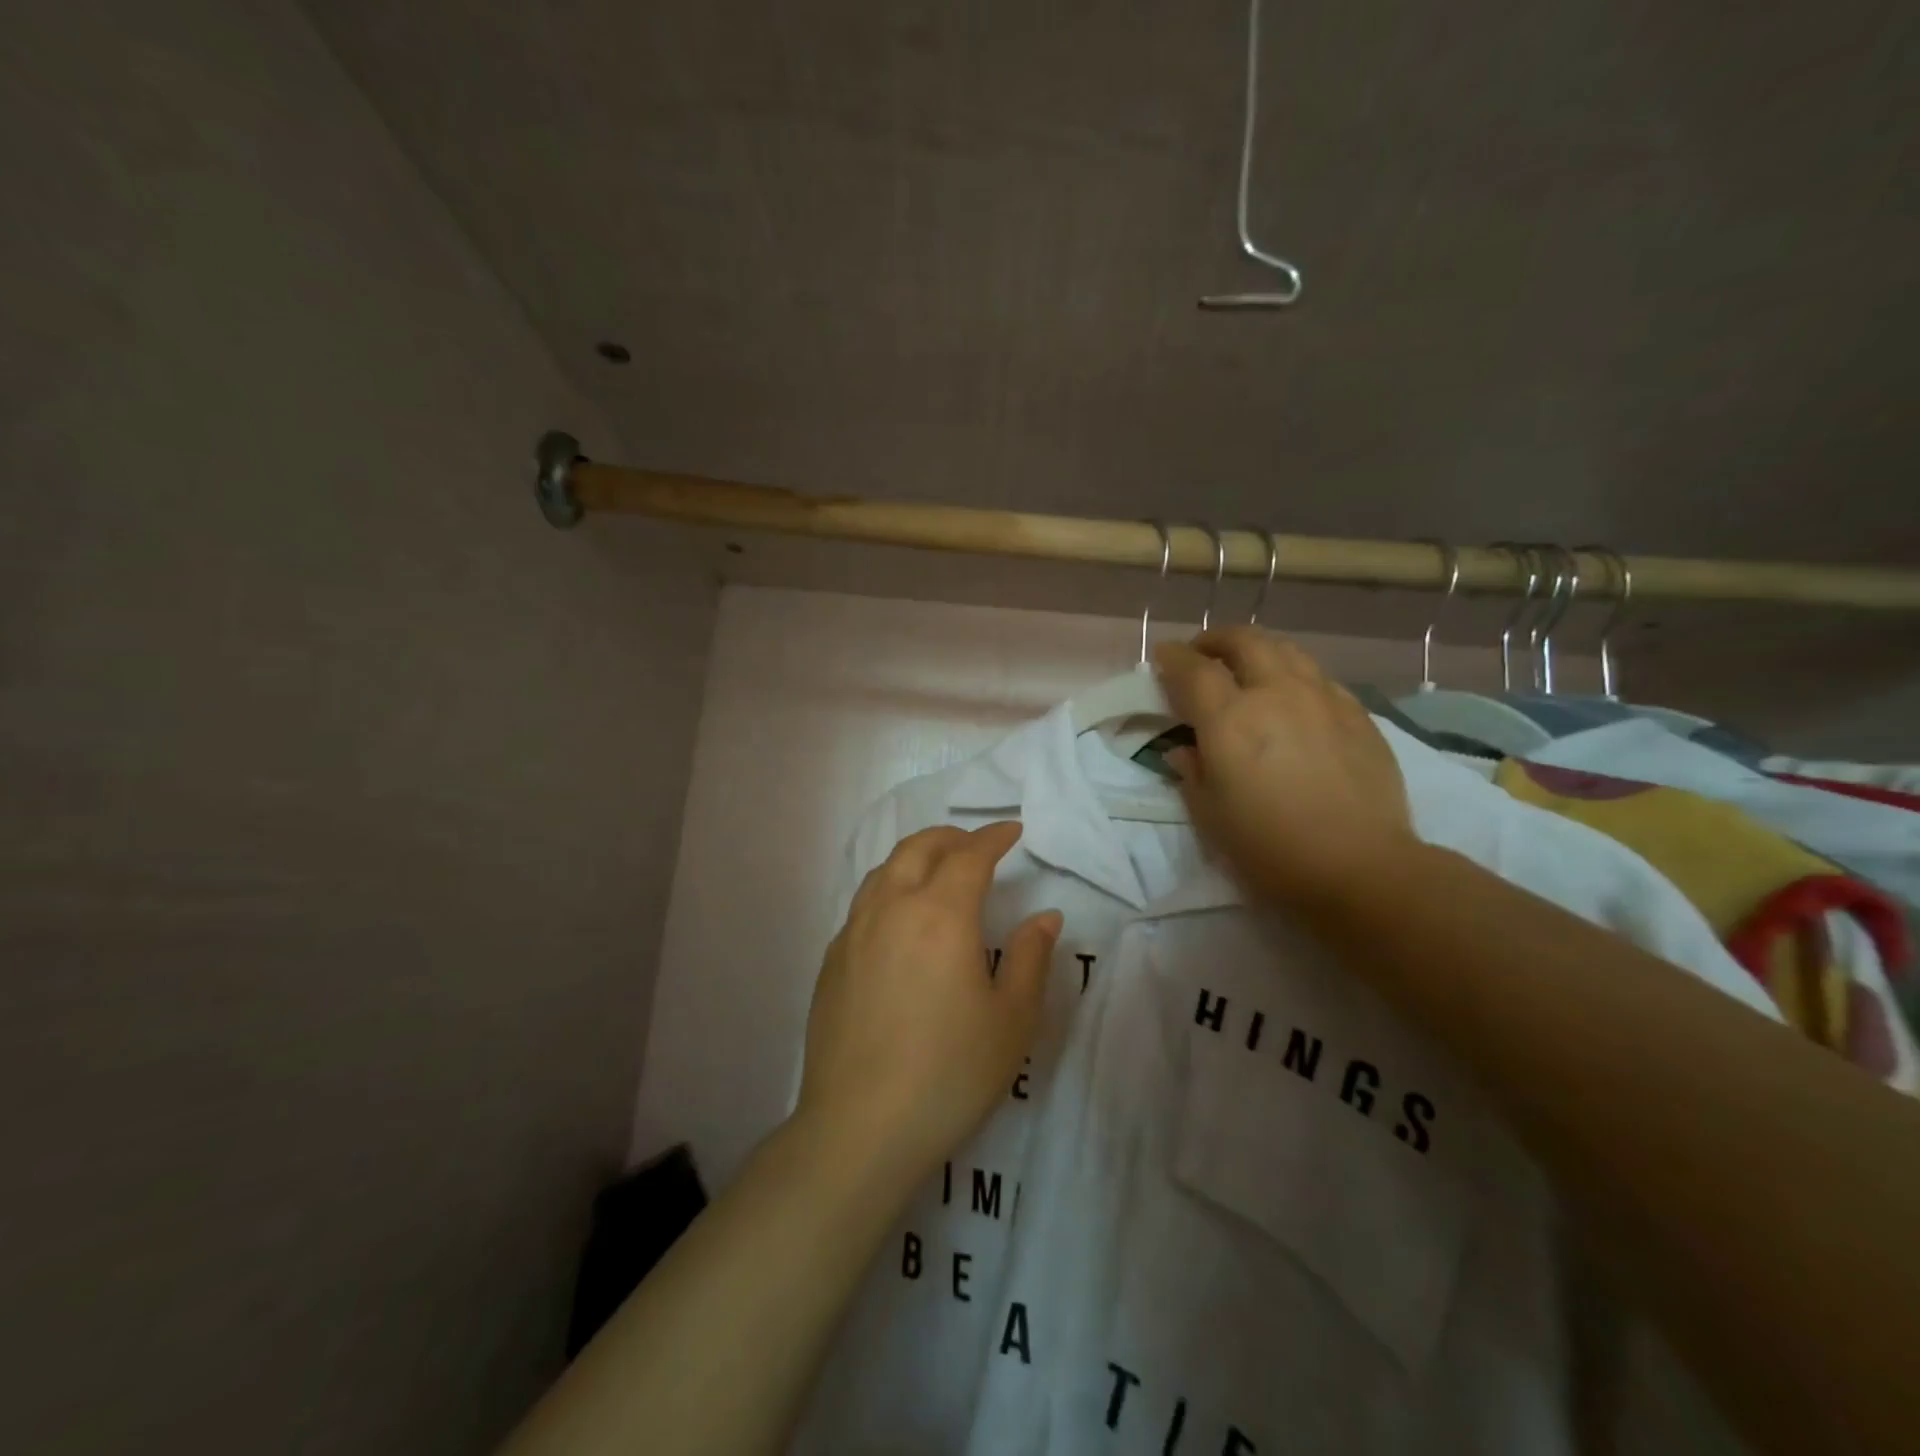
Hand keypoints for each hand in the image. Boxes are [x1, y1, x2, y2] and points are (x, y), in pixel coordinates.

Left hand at [798, 822, 1062, 1183]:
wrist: (860, 1127)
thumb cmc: (949, 1072)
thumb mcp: (1011, 1019)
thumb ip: (1030, 958)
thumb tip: (1044, 916)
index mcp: (940, 914)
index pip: (970, 855)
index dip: (994, 837)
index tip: (1013, 830)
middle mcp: (891, 908)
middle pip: (918, 848)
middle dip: (951, 836)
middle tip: (976, 845)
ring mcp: (853, 933)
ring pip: (884, 870)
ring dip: (916, 858)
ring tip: (938, 873)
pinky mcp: (831, 961)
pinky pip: (863, 904)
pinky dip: (889, 890)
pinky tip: (900, 922)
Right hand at [1152, 627, 1415, 909]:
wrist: (1360, 867)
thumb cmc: (1270, 848)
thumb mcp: (1211, 816)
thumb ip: (1192, 773)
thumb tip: (1185, 750)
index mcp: (1230, 719)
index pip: (1194, 669)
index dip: (1173, 657)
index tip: (1163, 656)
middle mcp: (1276, 694)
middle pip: (1244, 641)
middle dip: (1216, 640)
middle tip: (1202, 654)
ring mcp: (1322, 699)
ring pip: (1286, 650)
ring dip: (1257, 650)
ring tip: (1246, 667)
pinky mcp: (1357, 715)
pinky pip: (1318, 677)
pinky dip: (1294, 674)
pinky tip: (1293, 697)